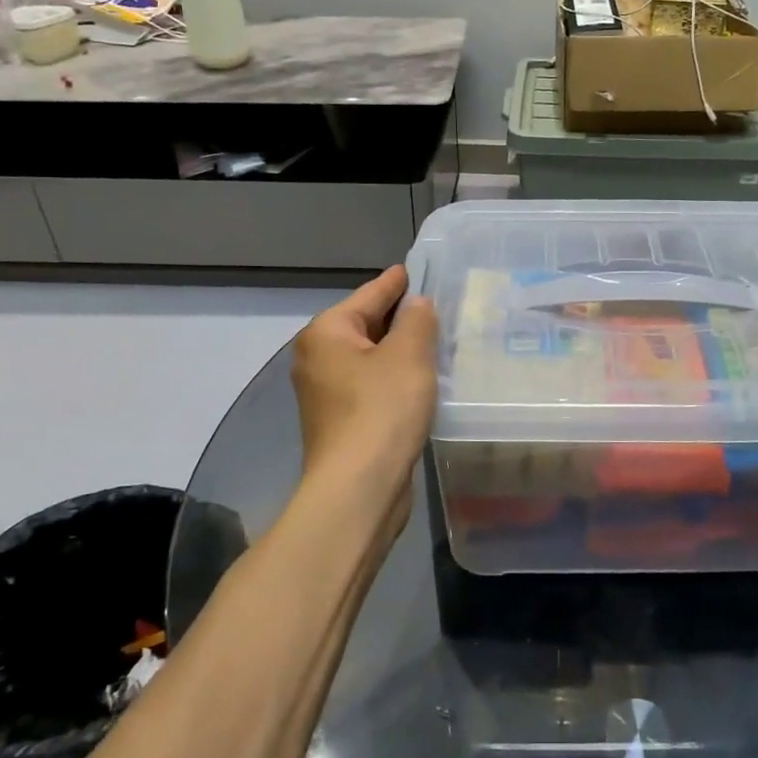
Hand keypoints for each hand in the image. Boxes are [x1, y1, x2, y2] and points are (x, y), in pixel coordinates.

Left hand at [292, 266, 438, 535]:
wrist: (359, 487)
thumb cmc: (382, 410)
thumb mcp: (409, 355)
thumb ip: (417, 320)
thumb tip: (417, 305)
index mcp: (327, 333)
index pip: (370, 295)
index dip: (396, 282)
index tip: (416, 269)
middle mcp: (318, 357)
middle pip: (366, 325)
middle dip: (400, 317)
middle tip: (438, 306)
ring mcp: (326, 392)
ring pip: (370, 357)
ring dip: (400, 351)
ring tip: (437, 340)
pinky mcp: (341, 420)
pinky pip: (371, 384)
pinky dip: (394, 377)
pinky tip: (422, 380)